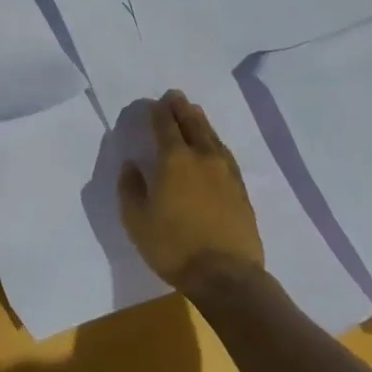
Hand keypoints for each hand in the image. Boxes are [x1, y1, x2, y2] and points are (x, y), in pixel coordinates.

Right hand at [118, 89, 264, 292]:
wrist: (226, 276)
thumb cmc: (174, 247)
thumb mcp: (136, 221)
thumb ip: (130, 188)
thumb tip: (131, 165)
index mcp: (174, 159)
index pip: (164, 124)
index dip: (157, 111)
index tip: (152, 103)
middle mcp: (201, 156)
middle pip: (191, 122)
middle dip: (181, 107)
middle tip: (175, 96)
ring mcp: (225, 171)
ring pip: (212, 136)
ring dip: (200, 121)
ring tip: (194, 113)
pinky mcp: (240, 189)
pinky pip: (225, 154)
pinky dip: (216, 142)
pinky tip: (215, 145)